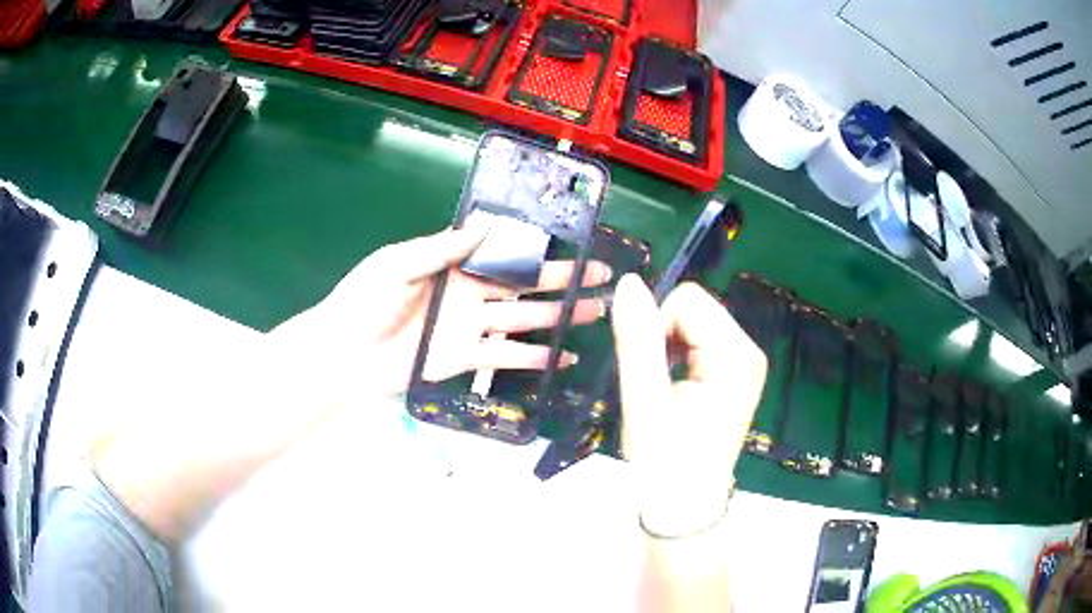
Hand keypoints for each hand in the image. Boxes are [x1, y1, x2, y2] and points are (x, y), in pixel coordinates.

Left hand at [269, 227, 611, 400]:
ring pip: (525, 319)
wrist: (345, 353)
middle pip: (526, 285)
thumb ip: (442, 248)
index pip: (505, 253)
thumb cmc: (365, 300)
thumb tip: (487, 225)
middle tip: (602, 277)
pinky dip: (535, 359)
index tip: (574, 244)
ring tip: (596, 315)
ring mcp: (471, 327)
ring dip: (560, 318)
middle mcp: (469, 293)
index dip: (539, 249)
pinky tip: (564, 358)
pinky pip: (507, 358)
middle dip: (564, 281)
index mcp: (454, 264)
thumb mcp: (399, 263)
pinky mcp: (466, 359)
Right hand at [611, 274, 766, 536]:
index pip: (687, 300)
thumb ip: (637, 340)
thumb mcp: (644, 401)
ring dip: (670, 349)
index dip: (657, 329)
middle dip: (665, 339)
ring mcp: (746, 362)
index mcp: (737, 355)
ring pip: (693, 322)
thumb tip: (628, 281)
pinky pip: (699, 340)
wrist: (683, 509)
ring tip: (668, 394)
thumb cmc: (665, 464)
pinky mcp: (737, 373)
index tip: (652, 377)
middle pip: (694, 307)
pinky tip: (678, 392)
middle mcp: (750, 351)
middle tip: (659, 388)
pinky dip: (679, 358)